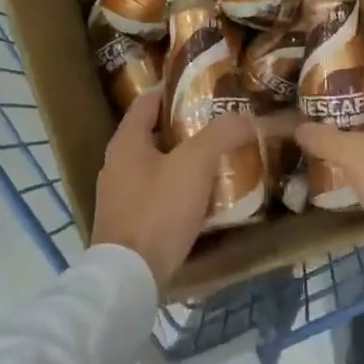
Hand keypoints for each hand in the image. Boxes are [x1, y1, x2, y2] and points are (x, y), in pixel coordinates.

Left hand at [90, 90, 258, 290]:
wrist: (129, 276)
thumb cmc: (158, 210)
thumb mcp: (195, 164)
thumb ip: (221, 135)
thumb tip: (247, 116)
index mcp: (126, 142)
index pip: (147, 101)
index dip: (173, 90)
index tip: (203, 87)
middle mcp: (116, 164)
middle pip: (152, 133)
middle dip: (184, 127)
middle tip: (219, 123)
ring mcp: (119, 196)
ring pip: (155, 165)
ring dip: (182, 159)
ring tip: (217, 157)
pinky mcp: (128, 222)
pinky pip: (156, 193)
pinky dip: (177, 187)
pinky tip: (202, 195)